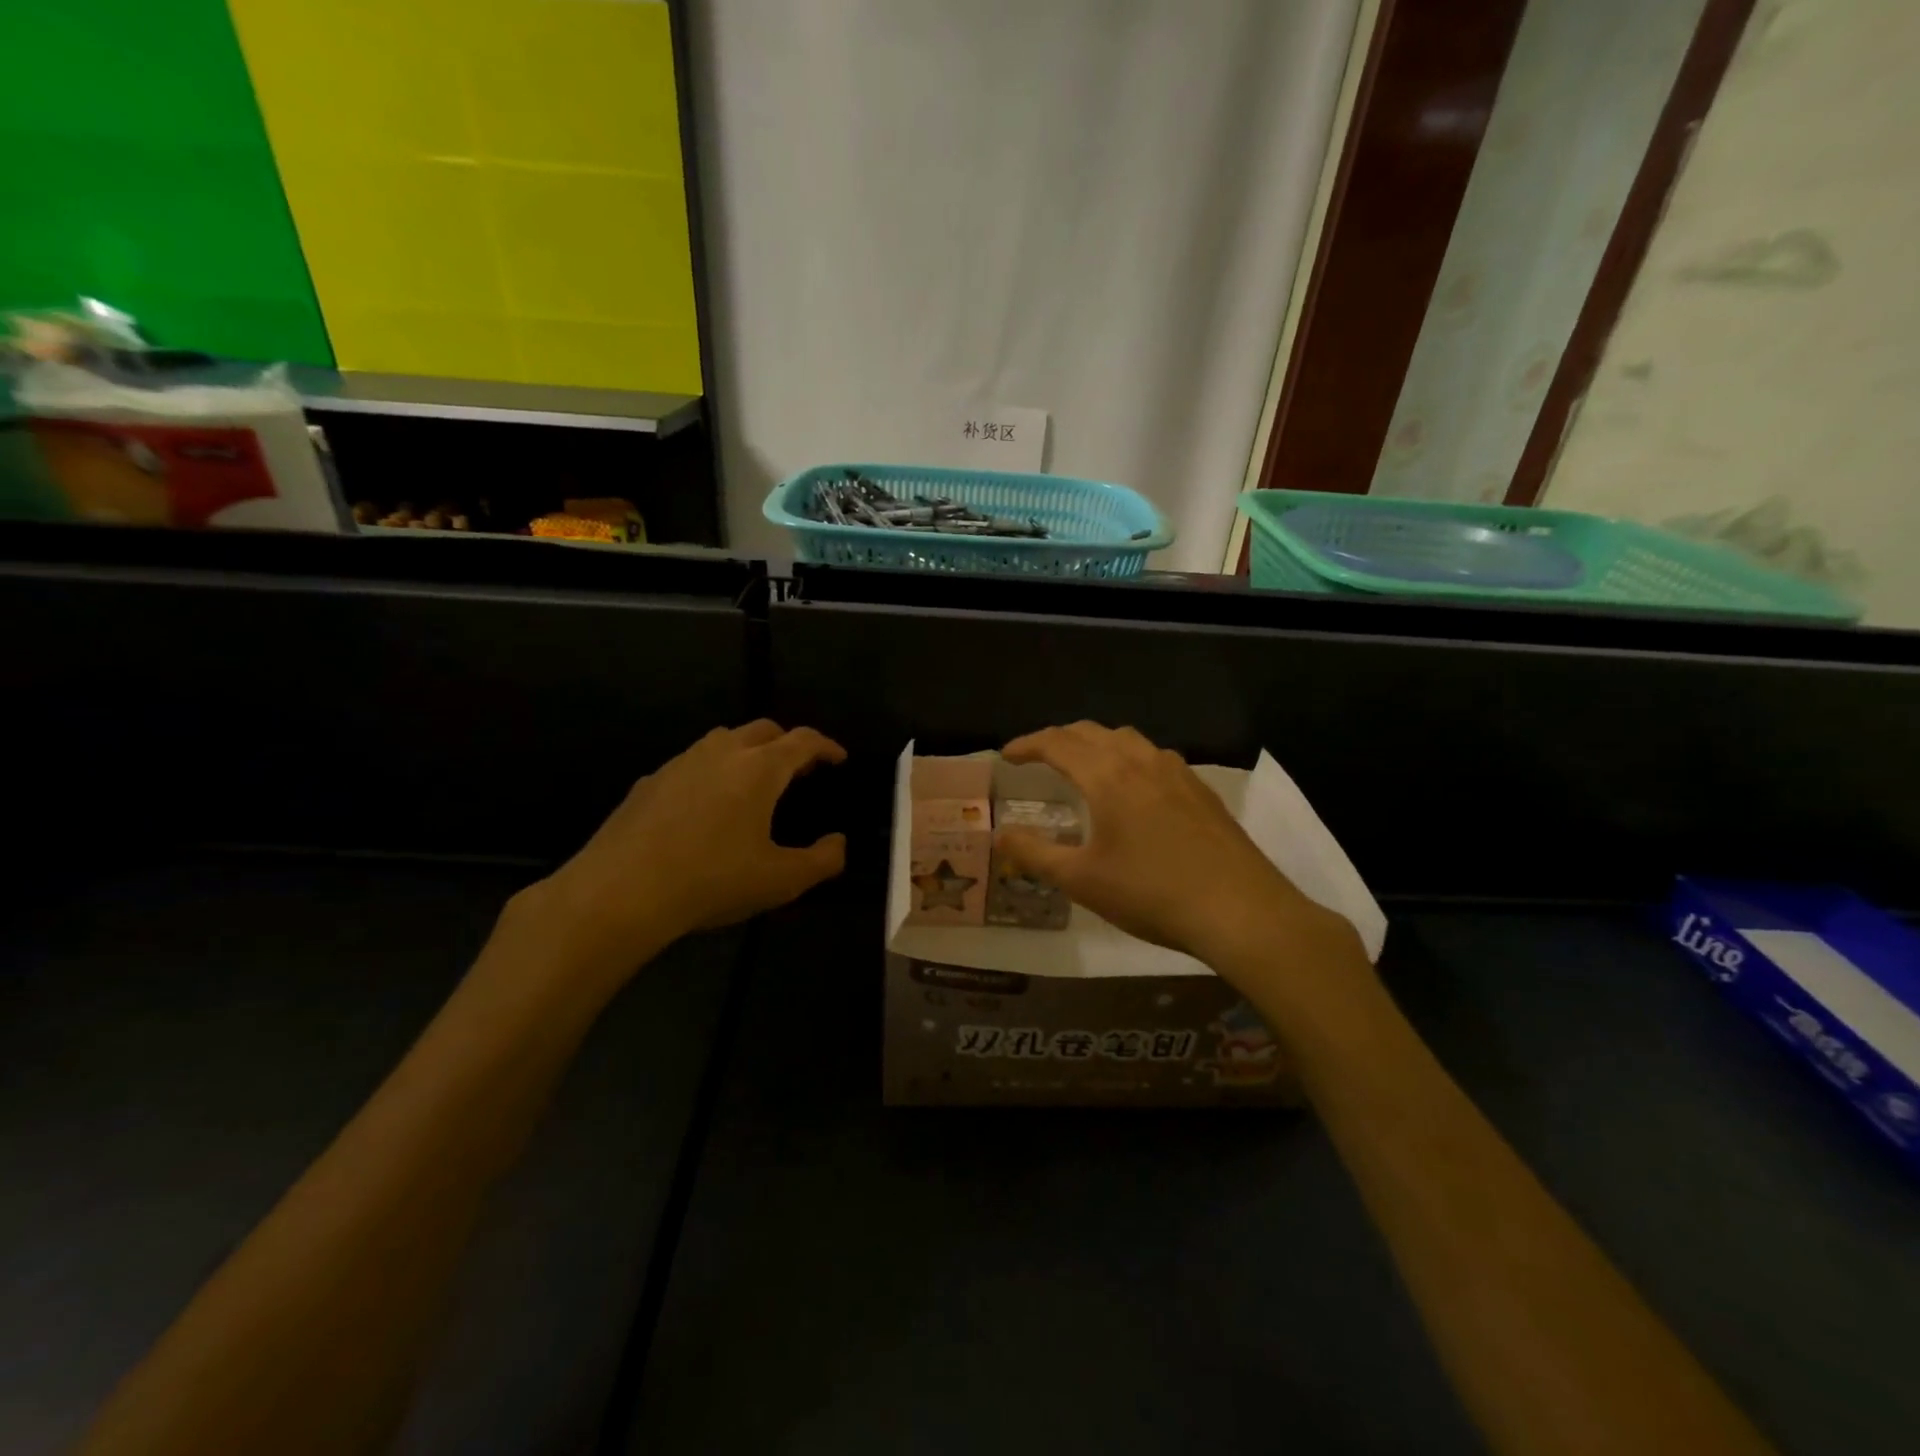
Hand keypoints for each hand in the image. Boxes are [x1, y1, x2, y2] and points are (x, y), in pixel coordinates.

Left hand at [519, 721, 846, 979]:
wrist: (619, 893)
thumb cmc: (711, 881)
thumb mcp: (781, 881)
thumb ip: (822, 860)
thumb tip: (838, 843)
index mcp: (759, 769)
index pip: (803, 740)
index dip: (826, 746)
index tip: (839, 758)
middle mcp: (721, 753)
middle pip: (763, 729)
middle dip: (788, 743)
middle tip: (800, 771)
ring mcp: (680, 764)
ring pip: (723, 740)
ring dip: (748, 751)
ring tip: (755, 783)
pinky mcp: (649, 782)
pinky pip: (691, 763)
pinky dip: (712, 772)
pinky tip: (706, 806)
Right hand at [996, 723, 1354, 974]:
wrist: (1240, 910)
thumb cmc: (1151, 894)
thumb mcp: (1081, 880)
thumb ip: (1034, 854)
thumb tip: (1000, 835)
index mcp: (1107, 776)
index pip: (1057, 743)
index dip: (1026, 745)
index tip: (1005, 756)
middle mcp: (1141, 761)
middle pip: (1091, 732)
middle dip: (1058, 738)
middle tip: (1036, 757)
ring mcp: (1177, 772)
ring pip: (1126, 738)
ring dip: (1095, 742)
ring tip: (1082, 764)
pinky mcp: (1201, 789)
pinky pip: (1153, 756)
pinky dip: (1128, 757)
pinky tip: (1133, 787)